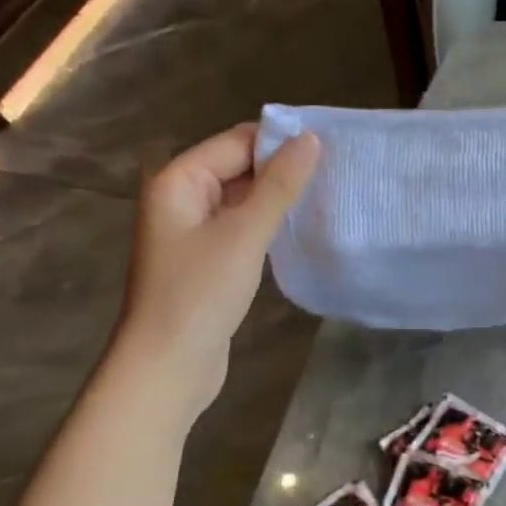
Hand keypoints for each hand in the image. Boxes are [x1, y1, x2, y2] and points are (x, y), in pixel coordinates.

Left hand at [113, 124, 319, 414]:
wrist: (167, 366)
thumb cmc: (200, 294)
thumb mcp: (245, 234)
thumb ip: (280, 185)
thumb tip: (312, 139)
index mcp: (179, 181)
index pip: (237, 141)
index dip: (281, 140)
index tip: (332, 146)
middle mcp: (182, 197)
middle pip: (239, 165)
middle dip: (283, 167)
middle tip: (338, 170)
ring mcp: (194, 229)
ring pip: (244, 196)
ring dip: (280, 195)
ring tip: (329, 192)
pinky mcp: (209, 256)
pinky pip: (243, 223)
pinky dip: (270, 220)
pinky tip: (302, 224)